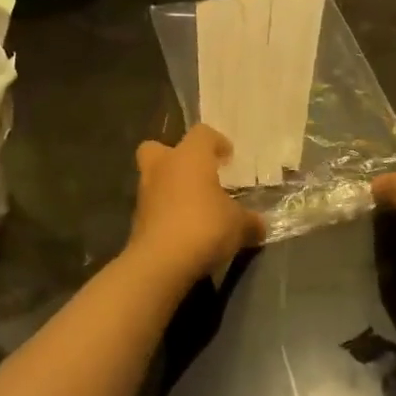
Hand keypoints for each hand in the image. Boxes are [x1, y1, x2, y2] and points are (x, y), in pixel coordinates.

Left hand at [129, 125, 266, 279]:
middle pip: (159, 147)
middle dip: (175, 158)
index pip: (202, 133)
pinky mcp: (137, 220)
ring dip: (171, 188)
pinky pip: (153, 207)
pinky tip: (185, 231)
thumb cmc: (204, 227)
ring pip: (154, 179)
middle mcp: (163, 167)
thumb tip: (259, 225)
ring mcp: (145, 193)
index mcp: (190, 157)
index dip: (217, 142)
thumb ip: (250, 221)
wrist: (161, 262)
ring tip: (194, 208)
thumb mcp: (239, 225)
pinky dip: (166, 214)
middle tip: (197, 174)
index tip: (229, 159)